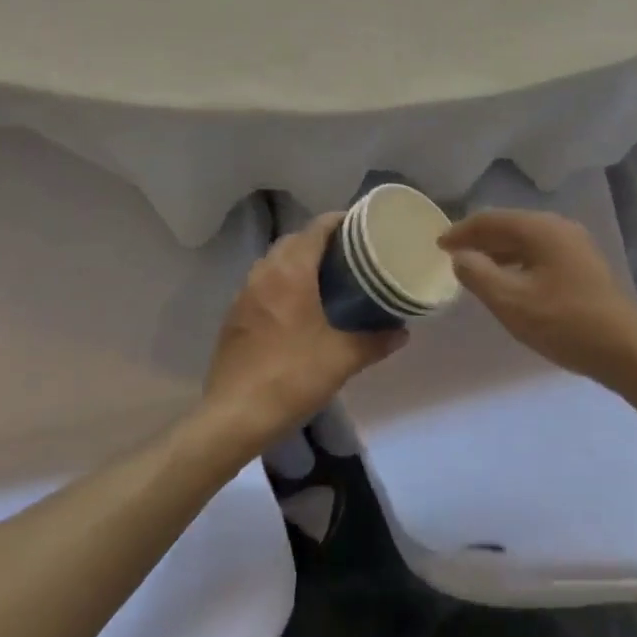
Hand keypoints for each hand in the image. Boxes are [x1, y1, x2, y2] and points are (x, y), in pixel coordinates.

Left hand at [202, 214, 404, 450]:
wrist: (235, 416)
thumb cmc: (292, 377)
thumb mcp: (342, 359)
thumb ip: (375, 341)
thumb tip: (403, 333)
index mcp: (291, 272)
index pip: (316, 228)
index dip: (340, 221)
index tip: (362, 227)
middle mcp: (264, 273)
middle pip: (294, 240)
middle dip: (320, 240)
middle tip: (349, 255)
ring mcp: (244, 294)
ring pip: (274, 262)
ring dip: (297, 261)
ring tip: (325, 279)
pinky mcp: (234, 316)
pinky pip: (261, 284)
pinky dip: (280, 283)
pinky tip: (296, 308)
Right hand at [437, 209, 636, 391]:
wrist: (628, 349)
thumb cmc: (564, 322)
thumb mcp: (511, 301)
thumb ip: (478, 274)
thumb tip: (461, 256)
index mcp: (540, 228)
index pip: (490, 219)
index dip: (461, 231)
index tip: (438, 245)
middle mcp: (559, 227)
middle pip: (509, 226)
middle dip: (480, 239)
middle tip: (453, 256)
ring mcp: (575, 245)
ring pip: (526, 241)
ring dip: (499, 252)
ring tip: (476, 270)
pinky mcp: (584, 266)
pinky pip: (540, 254)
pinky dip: (518, 262)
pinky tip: (510, 283)